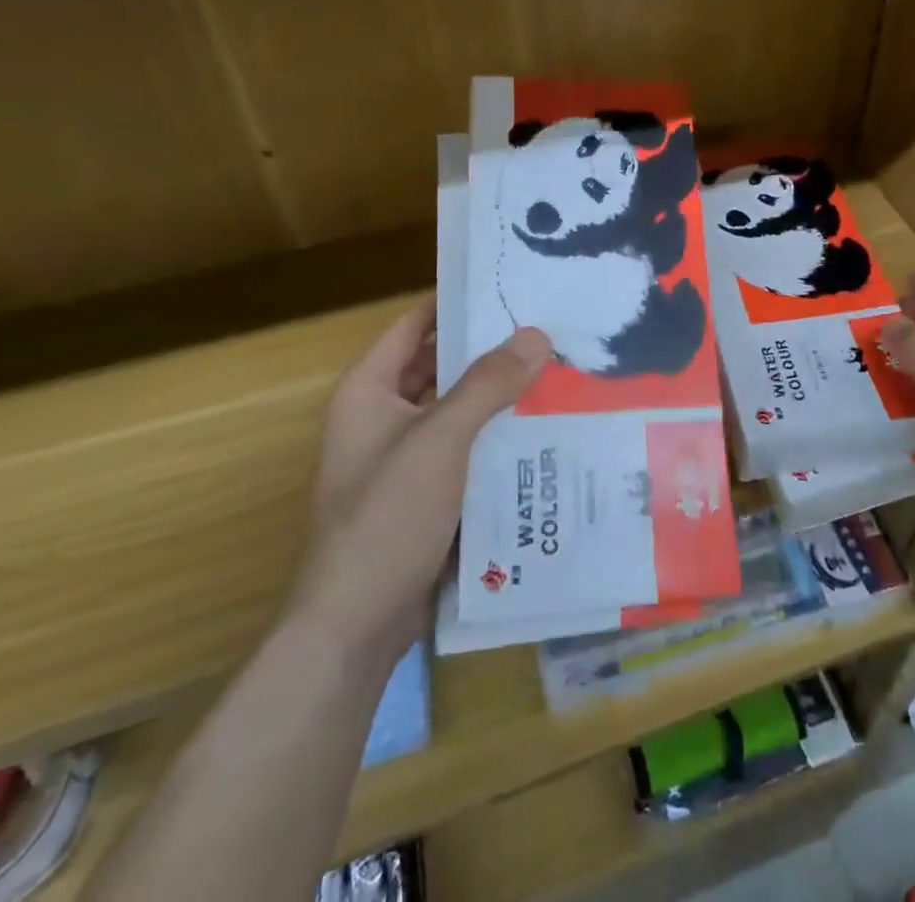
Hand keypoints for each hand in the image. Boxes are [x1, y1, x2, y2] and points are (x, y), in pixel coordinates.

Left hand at [290, 299, 550, 661]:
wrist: (356, 629)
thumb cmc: (386, 518)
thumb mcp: (440, 441)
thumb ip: (488, 384)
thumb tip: (538, 334)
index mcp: (369, 390)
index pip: (416, 325)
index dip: (457, 303)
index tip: (511, 286)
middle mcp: (383, 416)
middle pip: (441, 367)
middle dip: (490, 351)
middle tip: (549, 329)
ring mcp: (404, 458)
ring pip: (458, 410)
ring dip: (498, 396)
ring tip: (558, 372)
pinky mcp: (426, 495)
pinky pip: (467, 450)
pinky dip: (497, 437)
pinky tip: (545, 430)